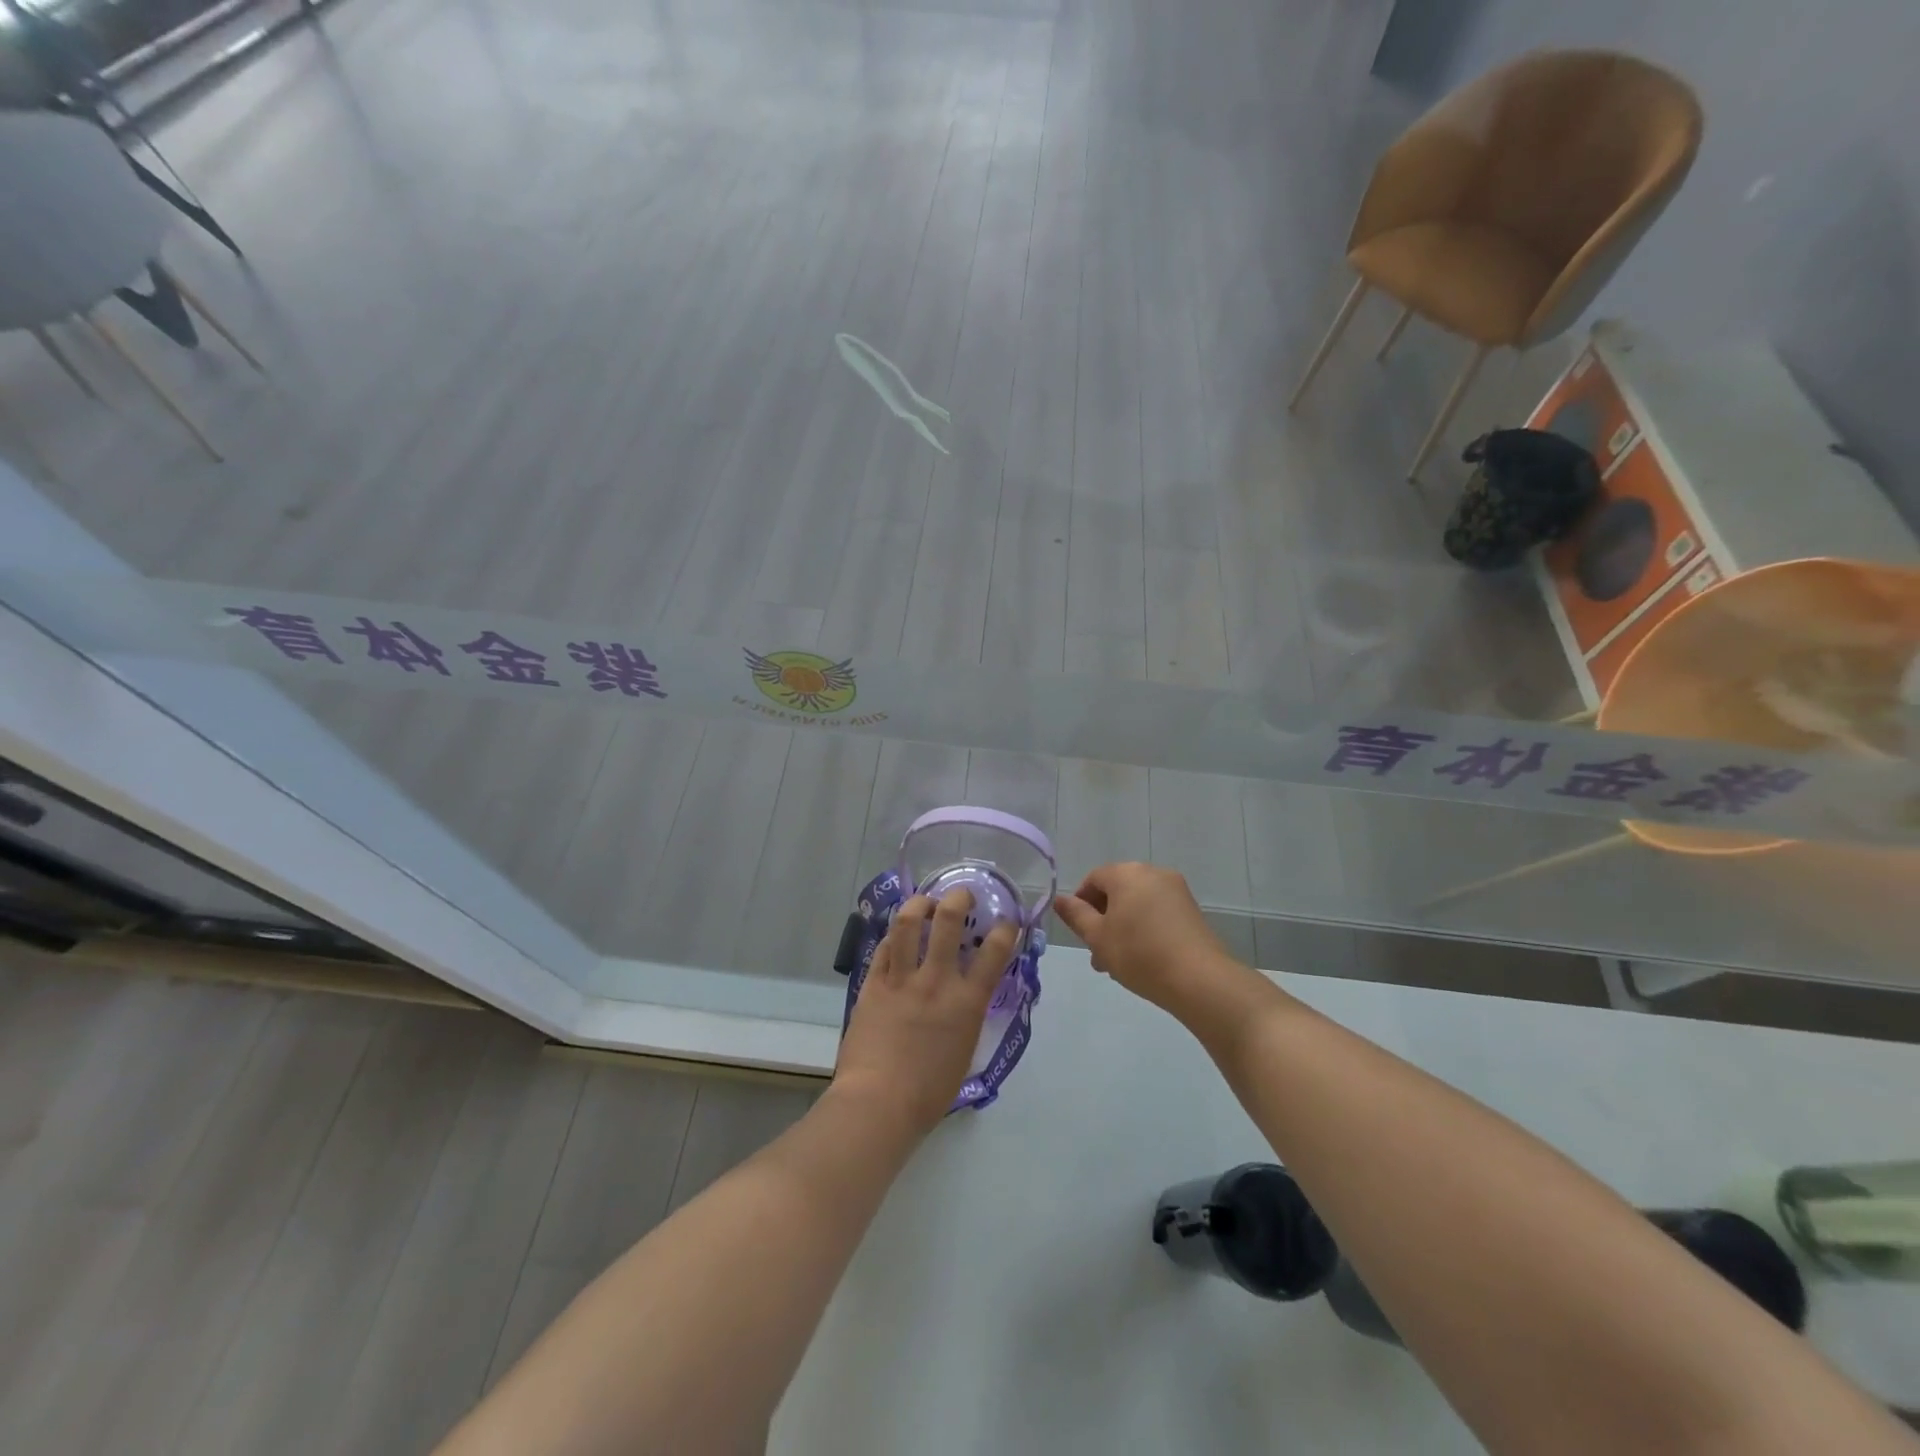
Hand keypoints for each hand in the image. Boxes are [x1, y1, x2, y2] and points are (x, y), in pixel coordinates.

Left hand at [833, 890, 1019, 1136]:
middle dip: (959, 898)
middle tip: (961, 895)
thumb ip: (967, 1017)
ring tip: (925, 903)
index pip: (996, 950)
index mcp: (967, 1002)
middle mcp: (937, 981)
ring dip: (920, 904)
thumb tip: (966, 998)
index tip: (1007, 921)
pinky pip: (884, 947)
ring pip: (910, 922)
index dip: (1006, 928)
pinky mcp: (873, 983)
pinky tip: (898, 936)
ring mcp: (902, 978)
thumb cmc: (929, 1093)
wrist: (878, 1103)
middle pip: (949, 920)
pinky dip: (894, 936)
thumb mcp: (964, 1052)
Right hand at [1052, 862, 1239, 1013]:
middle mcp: (1152, 872)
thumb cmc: (1139, 953)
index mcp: (1126, 873)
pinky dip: (1144, 929)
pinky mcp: (1191, 910)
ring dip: (1122, 927)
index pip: (1093, 879)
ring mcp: (1176, 890)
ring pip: (1137, 904)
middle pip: (1117, 891)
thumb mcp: (1098, 937)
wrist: (1199, 979)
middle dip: (1103, 920)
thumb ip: (1076, 915)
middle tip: (1097, 954)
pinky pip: (1157, 913)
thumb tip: (1060, 899)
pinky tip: (1143, 959)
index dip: (1080, 904)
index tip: (1079, 933)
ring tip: (1118, 963)